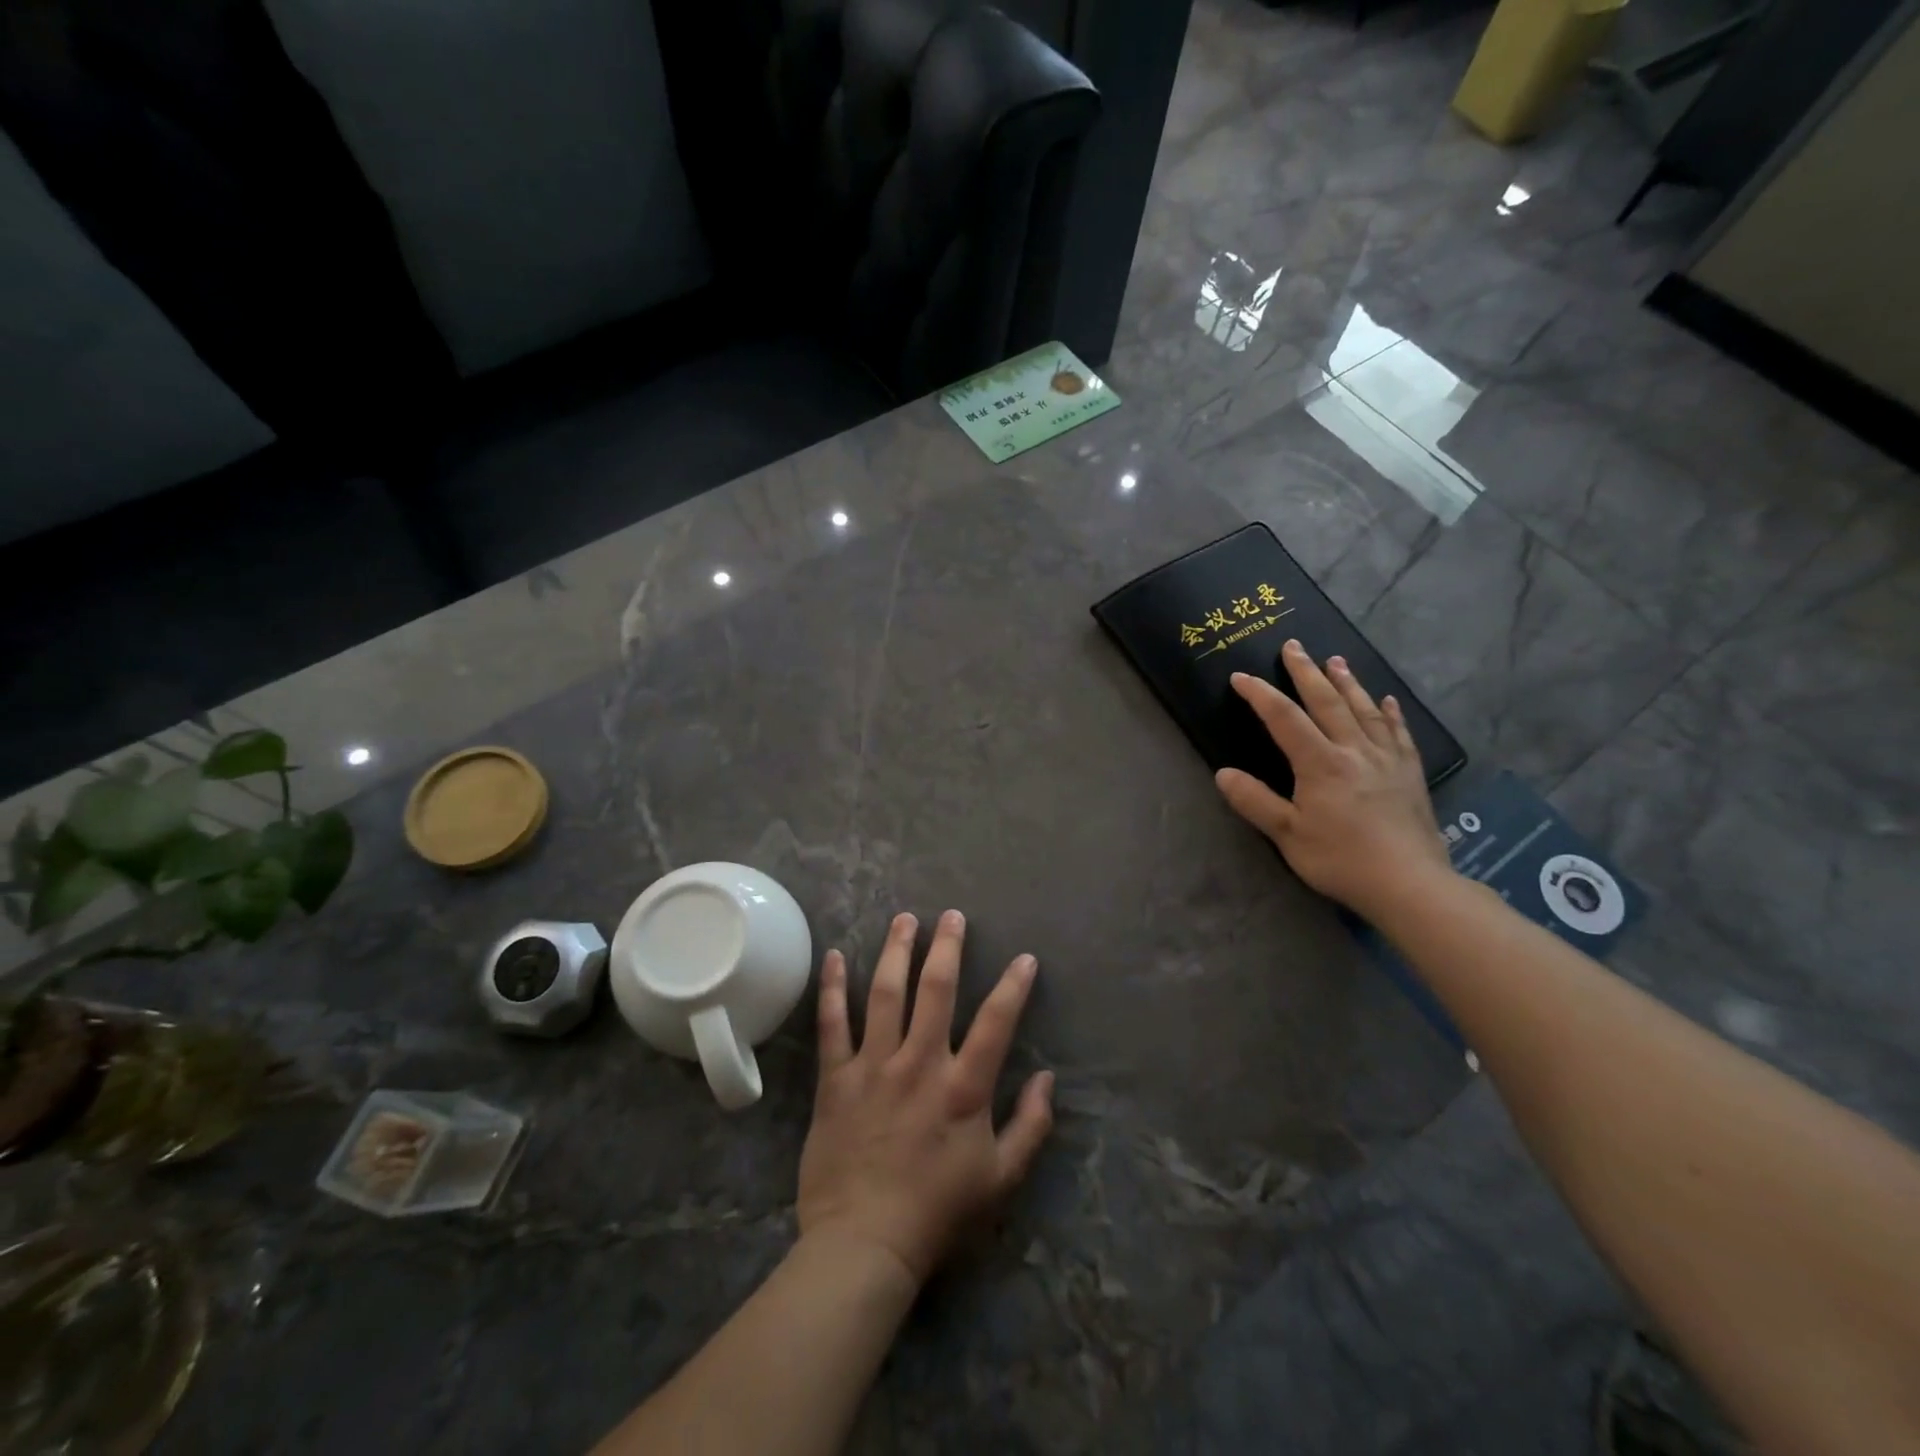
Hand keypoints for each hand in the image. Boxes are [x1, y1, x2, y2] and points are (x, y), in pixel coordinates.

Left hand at [797, 910, 1053, 1286]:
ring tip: (905, 919)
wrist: (864, 1244)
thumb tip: (1047, 1079)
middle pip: (936, 990)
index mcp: (963, 1087)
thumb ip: (1030, 1126)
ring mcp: (874, 1066)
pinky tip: (836, 956)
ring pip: (887, 994)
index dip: (1014, 986)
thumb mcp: (1001, 1178)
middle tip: (951, 916)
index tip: (1024, 958)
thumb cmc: (938, 1212)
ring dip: (897, 951)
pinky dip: (834, 988)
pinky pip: (833, 1024)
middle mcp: (920, 1063)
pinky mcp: (836, 1079)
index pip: (996, 1022)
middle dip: (947, 947)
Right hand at [1213, 639, 1452, 920]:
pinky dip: (1389, 712)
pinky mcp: (1409, 773)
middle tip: (1293, 646)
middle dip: (1306, 672)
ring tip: (1335, 660)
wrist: (1410, 884)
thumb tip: (1223, 773)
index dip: (1260, 694)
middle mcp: (1354, 750)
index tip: (1241, 677)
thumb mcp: (1287, 835)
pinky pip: (1398, 732)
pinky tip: (1387, 700)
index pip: (1284, 718)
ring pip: (1364, 709)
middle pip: (1327, 702)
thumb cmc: (1341, 860)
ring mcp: (1387, 759)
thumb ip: (1255, 801)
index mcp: (1321, 763)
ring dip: (1346, 682)